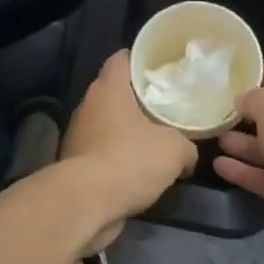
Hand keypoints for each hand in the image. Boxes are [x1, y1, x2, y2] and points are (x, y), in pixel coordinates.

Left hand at [60, 50, 197, 252]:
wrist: (86, 204)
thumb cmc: (130, 160)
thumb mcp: (175, 150)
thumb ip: (186, 146)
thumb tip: (188, 155)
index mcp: (109, 88)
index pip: (122, 59)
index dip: (142, 60)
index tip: (162, 68)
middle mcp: (88, 105)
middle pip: (115, 92)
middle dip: (138, 99)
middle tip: (167, 105)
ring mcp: (78, 135)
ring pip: (108, 124)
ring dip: (128, 131)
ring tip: (157, 139)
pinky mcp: (74, 164)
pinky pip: (102, 152)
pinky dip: (118, 157)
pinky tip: (139, 170)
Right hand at [213, 66, 263, 263]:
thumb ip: (256, 99)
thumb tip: (243, 100)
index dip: (259, 73)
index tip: (227, 72)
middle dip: (245, 111)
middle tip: (210, 107)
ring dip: (241, 142)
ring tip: (211, 134)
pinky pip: (263, 176)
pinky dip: (242, 170)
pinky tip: (218, 165)